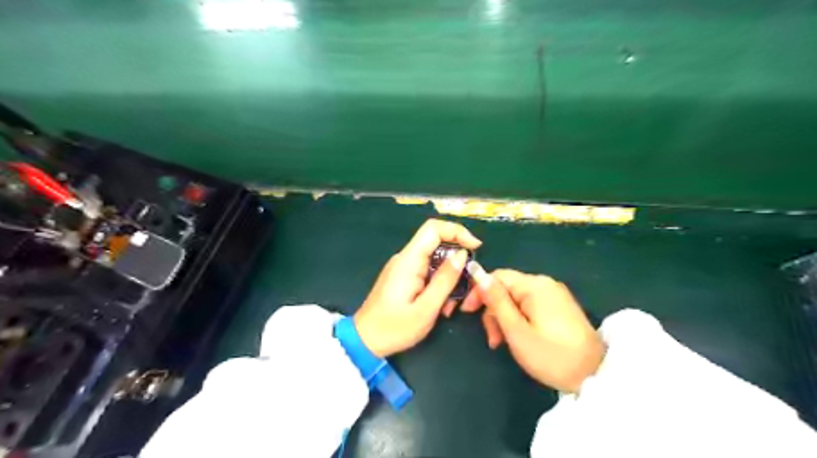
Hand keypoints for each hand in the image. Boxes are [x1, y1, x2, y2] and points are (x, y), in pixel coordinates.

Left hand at [355, 220, 479, 358]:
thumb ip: (445, 280)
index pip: (433, 229)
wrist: (364, 341)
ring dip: (449, 280)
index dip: (457, 231)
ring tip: (449, 307)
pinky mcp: (404, 277)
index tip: (476, 248)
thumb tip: (462, 254)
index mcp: (408, 261)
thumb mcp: (426, 308)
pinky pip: (428, 272)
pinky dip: (439, 286)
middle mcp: (405, 258)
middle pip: (438, 245)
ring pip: (435, 261)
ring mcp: (404, 267)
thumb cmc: (394, 328)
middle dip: (457, 264)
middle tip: (466, 289)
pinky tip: (440, 307)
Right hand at [462, 268, 601, 393]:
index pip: (497, 276)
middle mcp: (545, 283)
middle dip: (493, 311)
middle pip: (507, 288)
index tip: (467, 312)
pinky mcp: (559, 306)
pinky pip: (530, 305)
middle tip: (492, 339)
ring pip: (517, 299)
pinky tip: (518, 337)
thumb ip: (496, 301)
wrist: (594, 376)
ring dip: (504, 318)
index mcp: (535, 285)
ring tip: (502, 343)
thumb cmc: (550, 355)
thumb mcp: (516, 330)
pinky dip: (519, 319)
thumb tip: (477, 273)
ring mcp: (554, 294)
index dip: (479, 291)